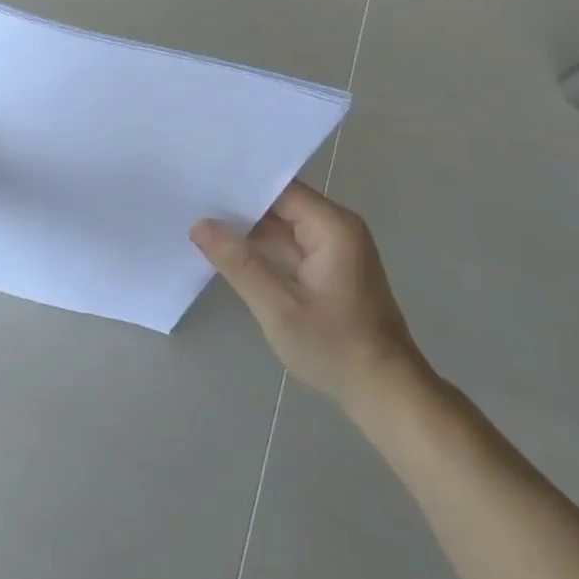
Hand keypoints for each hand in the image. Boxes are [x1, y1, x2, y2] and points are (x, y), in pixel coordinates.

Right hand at [192, 182, 430, 409]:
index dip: (240, 187)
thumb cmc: (335, 348)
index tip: (201, 185)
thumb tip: (200, 225)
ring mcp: (336, 249)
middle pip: (281, 205)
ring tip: (201, 223)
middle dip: (240, 208)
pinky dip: (265, 250)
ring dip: (250, 231)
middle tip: (192, 203)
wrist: (386, 393)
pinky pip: (292, 247)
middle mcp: (337, 228)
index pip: (279, 190)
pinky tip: (230, 253)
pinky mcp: (332, 269)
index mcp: (332, 226)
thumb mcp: (279, 307)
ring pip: (284, 227)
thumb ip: (239, 263)